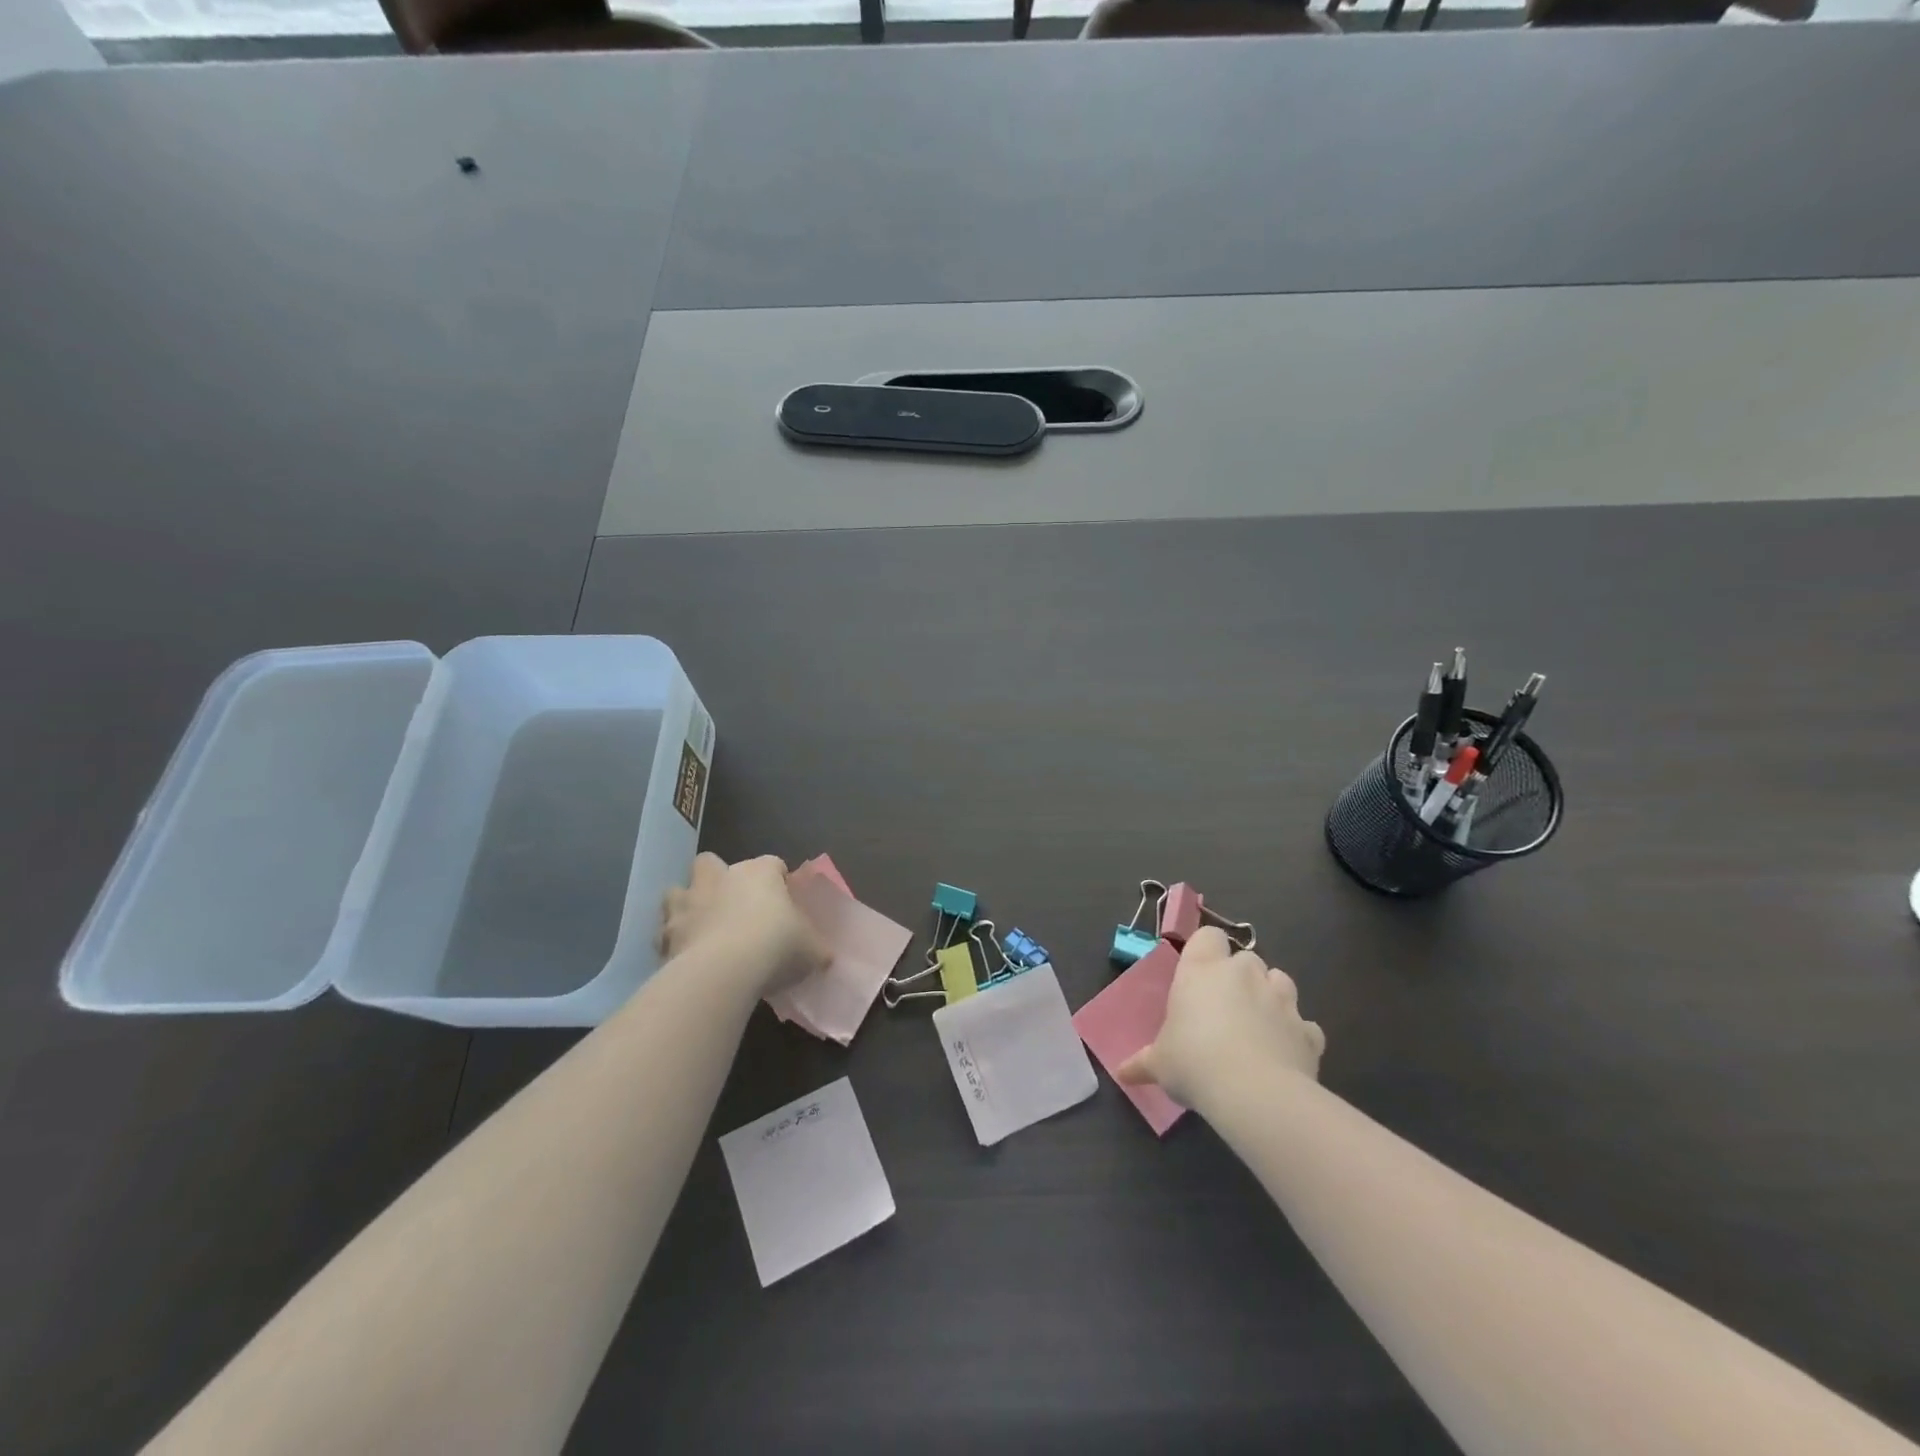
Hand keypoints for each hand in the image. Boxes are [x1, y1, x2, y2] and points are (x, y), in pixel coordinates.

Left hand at [659, 853, 828, 997]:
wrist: (724, 971)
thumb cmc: (776, 946)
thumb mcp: (812, 950)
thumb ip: (816, 948)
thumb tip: (825, 956)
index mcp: (760, 873)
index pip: (773, 864)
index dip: (779, 880)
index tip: (785, 902)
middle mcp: (720, 878)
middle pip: (712, 862)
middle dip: (717, 877)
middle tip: (732, 906)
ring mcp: (688, 903)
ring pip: (678, 890)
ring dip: (687, 904)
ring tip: (700, 927)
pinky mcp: (666, 933)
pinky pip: (664, 931)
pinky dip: (672, 940)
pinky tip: (684, 957)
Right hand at [1117, 926, 1324, 1111]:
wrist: (1255, 1093)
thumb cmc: (1194, 1063)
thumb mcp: (1159, 1063)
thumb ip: (1142, 1062)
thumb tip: (1121, 1073)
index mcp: (1202, 970)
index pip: (1208, 936)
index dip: (1206, 950)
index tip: (1198, 974)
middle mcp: (1244, 974)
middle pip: (1246, 958)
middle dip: (1240, 976)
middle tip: (1225, 1007)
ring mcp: (1281, 1000)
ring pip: (1280, 982)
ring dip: (1271, 996)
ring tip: (1258, 1025)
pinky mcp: (1309, 1031)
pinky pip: (1304, 1025)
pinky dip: (1296, 1035)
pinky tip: (1284, 1055)